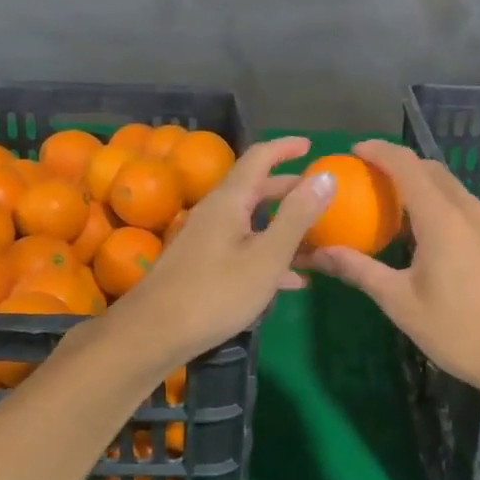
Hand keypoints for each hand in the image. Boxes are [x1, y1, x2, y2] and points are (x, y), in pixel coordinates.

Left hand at [102, 136, 335, 370]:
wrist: (154, 333)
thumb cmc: (216, 293)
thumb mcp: (267, 256)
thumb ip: (297, 216)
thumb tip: (325, 175)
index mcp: (229, 201)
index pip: (259, 158)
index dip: (285, 148)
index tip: (311, 145)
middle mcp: (215, 212)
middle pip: (256, 189)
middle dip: (290, 190)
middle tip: (321, 196)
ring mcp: (205, 239)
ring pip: (251, 221)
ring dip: (283, 226)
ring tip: (316, 239)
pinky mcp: (202, 265)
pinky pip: (242, 248)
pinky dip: (268, 254)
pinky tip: (292, 280)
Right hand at [308, 140, 479, 395]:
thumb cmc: (459, 331)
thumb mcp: (400, 303)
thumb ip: (359, 270)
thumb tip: (319, 253)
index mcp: (442, 218)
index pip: (406, 165)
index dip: (379, 151)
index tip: (354, 152)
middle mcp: (472, 211)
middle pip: (432, 171)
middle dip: (400, 166)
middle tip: (371, 181)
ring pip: (455, 190)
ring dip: (425, 187)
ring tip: (401, 210)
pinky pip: (472, 210)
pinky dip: (447, 208)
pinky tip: (439, 240)